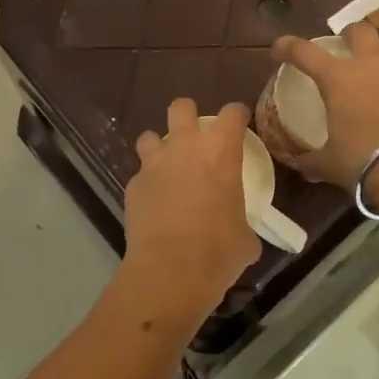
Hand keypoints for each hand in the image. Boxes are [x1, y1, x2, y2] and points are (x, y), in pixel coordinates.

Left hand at [116, 99, 260, 329]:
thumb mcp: (245, 238)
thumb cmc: (219, 251)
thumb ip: (243, 224)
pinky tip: (154, 202)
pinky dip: (147, 183)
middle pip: (181, 107)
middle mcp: (185, 147)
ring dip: (159, 147)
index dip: (237, 115)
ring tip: (167, 167)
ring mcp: (154, 165)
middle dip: (187, 114)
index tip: (239, 124)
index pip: (232, 112)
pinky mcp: (133, 186)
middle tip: (195, 137)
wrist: (170, 271)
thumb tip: (241, 234)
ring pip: (150, 136)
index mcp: (221, 152)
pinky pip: (140, 175)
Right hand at [270, 23, 378, 189]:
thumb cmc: (363, 161)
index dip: (287, 46)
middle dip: (349, 35)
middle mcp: (370, 66)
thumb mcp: (329, 164)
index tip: (279, 49)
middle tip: (344, 47)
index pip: (304, 52)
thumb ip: (311, 160)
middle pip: (360, 31)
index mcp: (338, 78)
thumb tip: (298, 165)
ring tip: (377, 76)